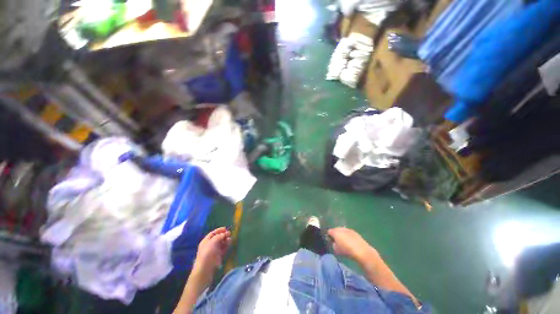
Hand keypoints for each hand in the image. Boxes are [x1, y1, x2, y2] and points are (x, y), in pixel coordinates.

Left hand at [195, 227, 231, 271]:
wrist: (205, 269)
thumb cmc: (207, 254)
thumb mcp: (212, 242)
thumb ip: (219, 236)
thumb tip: (224, 234)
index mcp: (206, 241)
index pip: (213, 233)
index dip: (219, 230)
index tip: (226, 228)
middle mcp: (210, 245)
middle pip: (218, 238)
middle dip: (223, 235)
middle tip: (229, 233)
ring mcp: (214, 251)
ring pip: (221, 243)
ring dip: (226, 240)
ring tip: (230, 238)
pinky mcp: (218, 256)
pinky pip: (223, 248)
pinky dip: (227, 245)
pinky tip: (230, 243)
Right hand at [328, 227, 376, 260]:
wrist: (361, 251)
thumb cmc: (346, 251)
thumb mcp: (336, 250)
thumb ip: (333, 244)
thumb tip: (334, 242)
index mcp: (335, 232)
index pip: (329, 231)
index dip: (329, 236)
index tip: (331, 241)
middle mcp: (341, 228)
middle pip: (335, 230)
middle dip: (335, 234)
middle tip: (337, 242)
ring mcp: (348, 229)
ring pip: (342, 231)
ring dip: (342, 235)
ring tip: (344, 242)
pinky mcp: (354, 232)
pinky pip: (348, 232)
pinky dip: (347, 236)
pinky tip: (350, 242)